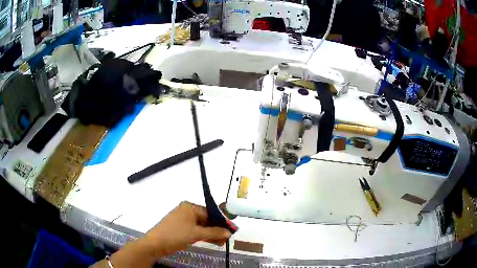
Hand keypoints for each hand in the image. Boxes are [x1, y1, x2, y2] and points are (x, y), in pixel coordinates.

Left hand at [144, 201, 231, 256]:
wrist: (155, 244)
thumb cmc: (175, 234)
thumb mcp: (196, 233)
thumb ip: (214, 232)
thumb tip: (229, 232)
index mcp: (190, 207)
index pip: (211, 212)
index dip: (222, 221)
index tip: (232, 229)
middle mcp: (187, 211)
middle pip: (207, 219)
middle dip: (217, 229)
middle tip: (228, 238)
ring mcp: (183, 220)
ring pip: (202, 226)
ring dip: (212, 234)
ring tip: (223, 242)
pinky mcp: (181, 228)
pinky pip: (196, 230)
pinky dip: (204, 236)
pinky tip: (214, 242)